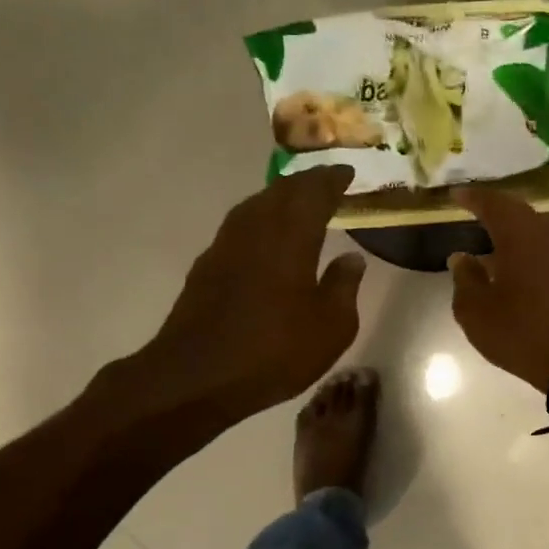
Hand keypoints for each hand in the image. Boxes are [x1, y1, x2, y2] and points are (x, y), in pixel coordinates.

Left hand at [128, 167, 366, 421]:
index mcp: (291, 236)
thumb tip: (352, 259)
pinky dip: (260, 219)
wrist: (196, 376)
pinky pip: (240, 226)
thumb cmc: (274, 351)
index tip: (347, 172)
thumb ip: (344, 287)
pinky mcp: (207, 265)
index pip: (314, 192)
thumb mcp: (331, 327)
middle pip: (282, 190)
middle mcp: (256, 228)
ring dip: (280, 197)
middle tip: (327, 181)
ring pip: (256, 204)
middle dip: (307, 182)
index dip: (332, 179)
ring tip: (299, 202)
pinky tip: (266, 236)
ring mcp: (226, 245)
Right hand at [448, 186, 548, 392]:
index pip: (493, 205)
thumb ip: (465, 279)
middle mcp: (542, 239)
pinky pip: (540, 245)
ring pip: (533, 227)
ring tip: (489, 228)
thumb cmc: (519, 331)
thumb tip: (461, 258)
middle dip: (495, 204)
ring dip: (511, 223)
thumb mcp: (476, 311)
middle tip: (474, 204)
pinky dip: (522, 242)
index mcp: (518, 238)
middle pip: (518, 210)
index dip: (473, 197)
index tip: (456, 194)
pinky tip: (510, 258)